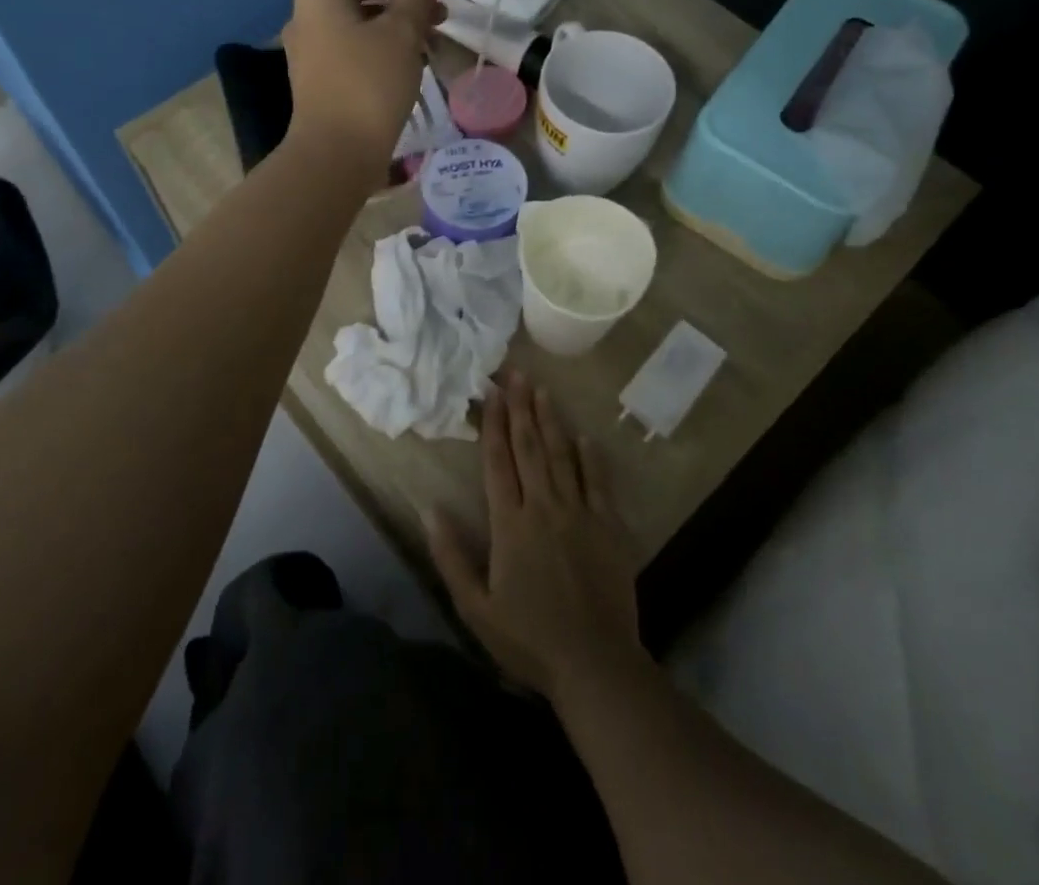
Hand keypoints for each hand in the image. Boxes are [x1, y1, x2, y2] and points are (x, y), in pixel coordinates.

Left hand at [281, 0, 441, 183]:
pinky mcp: (321, 76)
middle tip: (439, 1)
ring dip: (397, 17)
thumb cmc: (369, 84)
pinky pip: (354, 44)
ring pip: (359, 17)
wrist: (336, 154)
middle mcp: (309, 14)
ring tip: (435, 31)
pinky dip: (383, 41)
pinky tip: (414, 57)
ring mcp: (311, 47)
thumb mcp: (401, 33)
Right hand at [426, 370, 643, 699]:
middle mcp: (544, 508)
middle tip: (515, 374)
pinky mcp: (608, 527)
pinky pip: (598, 482)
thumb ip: (451, 556)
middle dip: (521, 408)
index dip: (494, 425)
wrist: (595, 664)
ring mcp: (580, 514)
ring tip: (543, 390)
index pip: (499, 463)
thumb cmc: (529, 639)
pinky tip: (585, 436)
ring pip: (562, 456)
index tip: (491, 393)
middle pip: (530, 448)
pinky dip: (591, 457)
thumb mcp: (475, 608)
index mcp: (510, 524)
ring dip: (551, 421)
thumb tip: (430, 508)